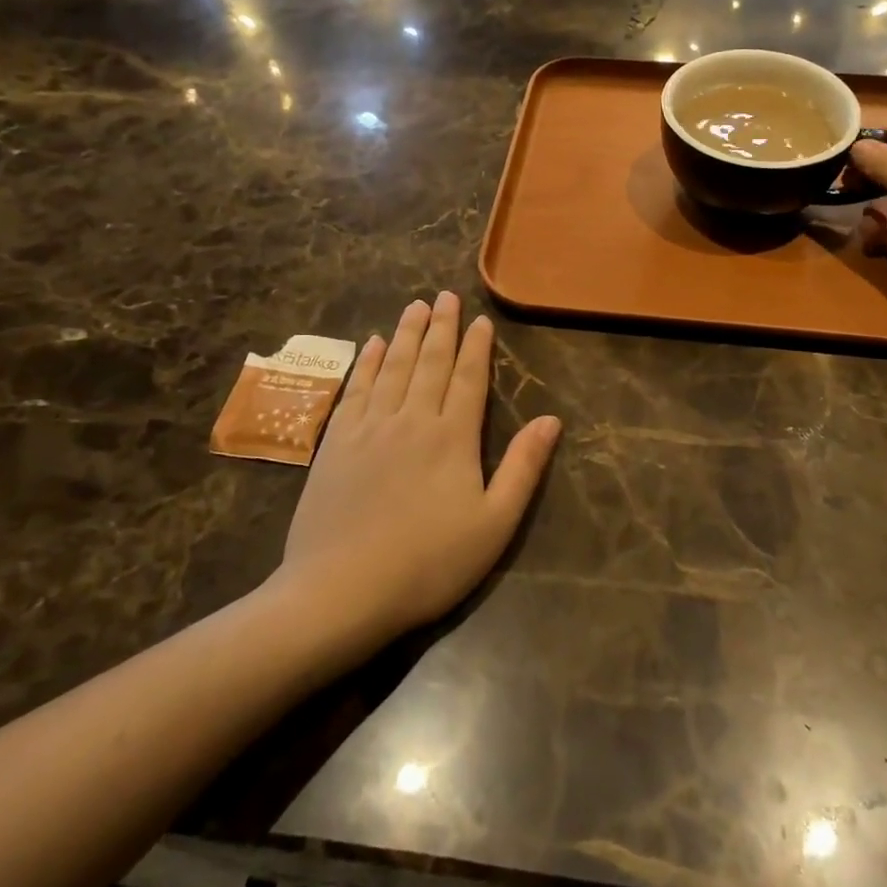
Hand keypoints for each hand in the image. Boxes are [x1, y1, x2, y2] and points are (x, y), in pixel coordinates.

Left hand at [275, 292, 559, 647]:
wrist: (340, 591)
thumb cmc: (428, 563)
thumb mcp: (494, 524)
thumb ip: (523, 468)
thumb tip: (551, 419)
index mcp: (452, 437)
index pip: (468, 378)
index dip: (476, 347)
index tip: (480, 319)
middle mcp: (411, 419)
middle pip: (429, 362)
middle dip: (441, 327)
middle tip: (445, 295)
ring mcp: (369, 427)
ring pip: (393, 367)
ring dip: (406, 334)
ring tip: (415, 306)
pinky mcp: (336, 442)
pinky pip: (355, 389)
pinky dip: (367, 362)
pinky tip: (373, 345)